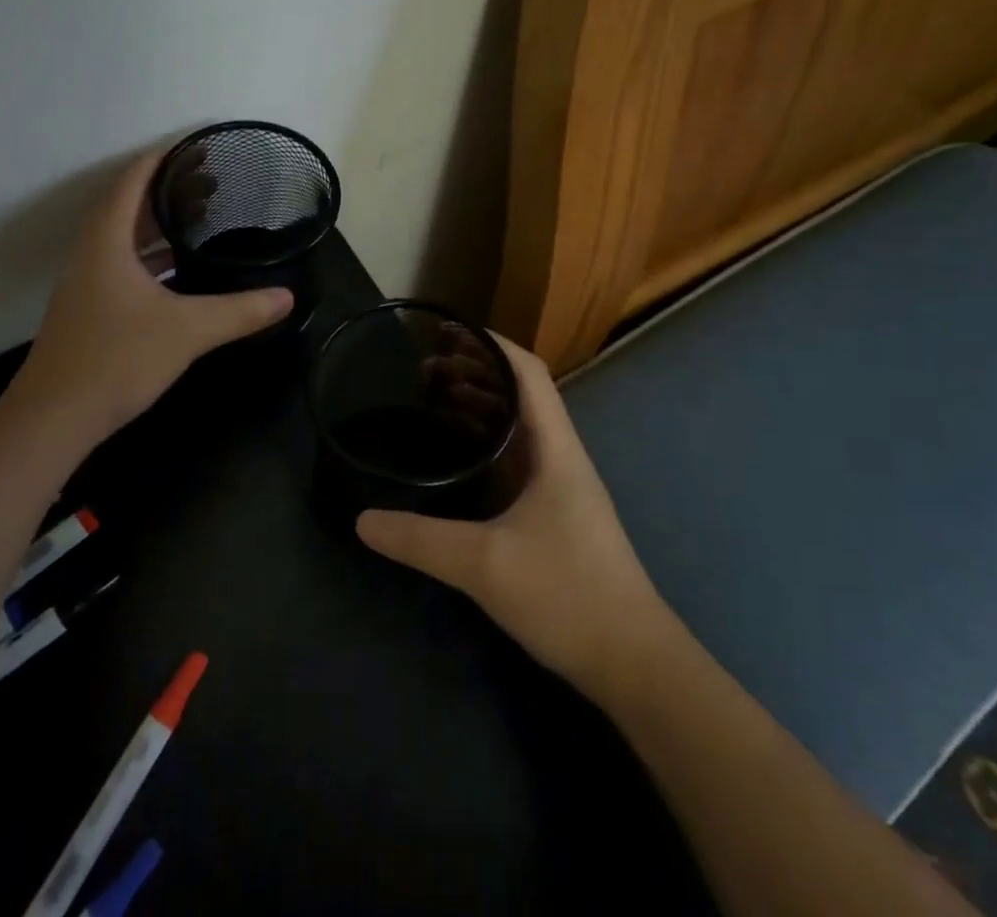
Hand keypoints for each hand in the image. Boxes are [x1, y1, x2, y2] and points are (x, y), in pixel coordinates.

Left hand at [7, 148, 293, 441]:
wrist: (53, 418)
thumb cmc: (117, 359)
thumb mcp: (187, 331)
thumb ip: (239, 311)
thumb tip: (287, 297)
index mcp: (106, 240)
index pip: (132, 180)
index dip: (162, 159)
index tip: (197, 148)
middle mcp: (91, 252)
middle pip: (127, 204)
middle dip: (166, 190)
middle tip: (210, 183)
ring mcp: (86, 281)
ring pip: (123, 237)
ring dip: (156, 223)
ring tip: (198, 218)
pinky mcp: (88, 307)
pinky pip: (121, 263)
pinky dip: (149, 255)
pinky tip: (176, 269)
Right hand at [356, 334, 669, 704]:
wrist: (635, 665)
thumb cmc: (568, 595)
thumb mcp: (484, 564)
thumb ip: (419, 540)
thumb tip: (362, 520)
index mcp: (555, 448)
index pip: (528, 372)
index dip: (490, 343)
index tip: (446, 332)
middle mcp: (559, 456)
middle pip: (519, 392)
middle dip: (473, 371)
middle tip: (423, 368)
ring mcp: (558, 487)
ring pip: (516, 426)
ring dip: (478, 405)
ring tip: (431, 398)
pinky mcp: (552, 514)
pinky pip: (513, 458)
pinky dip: (483, 442)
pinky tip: (453, 456)